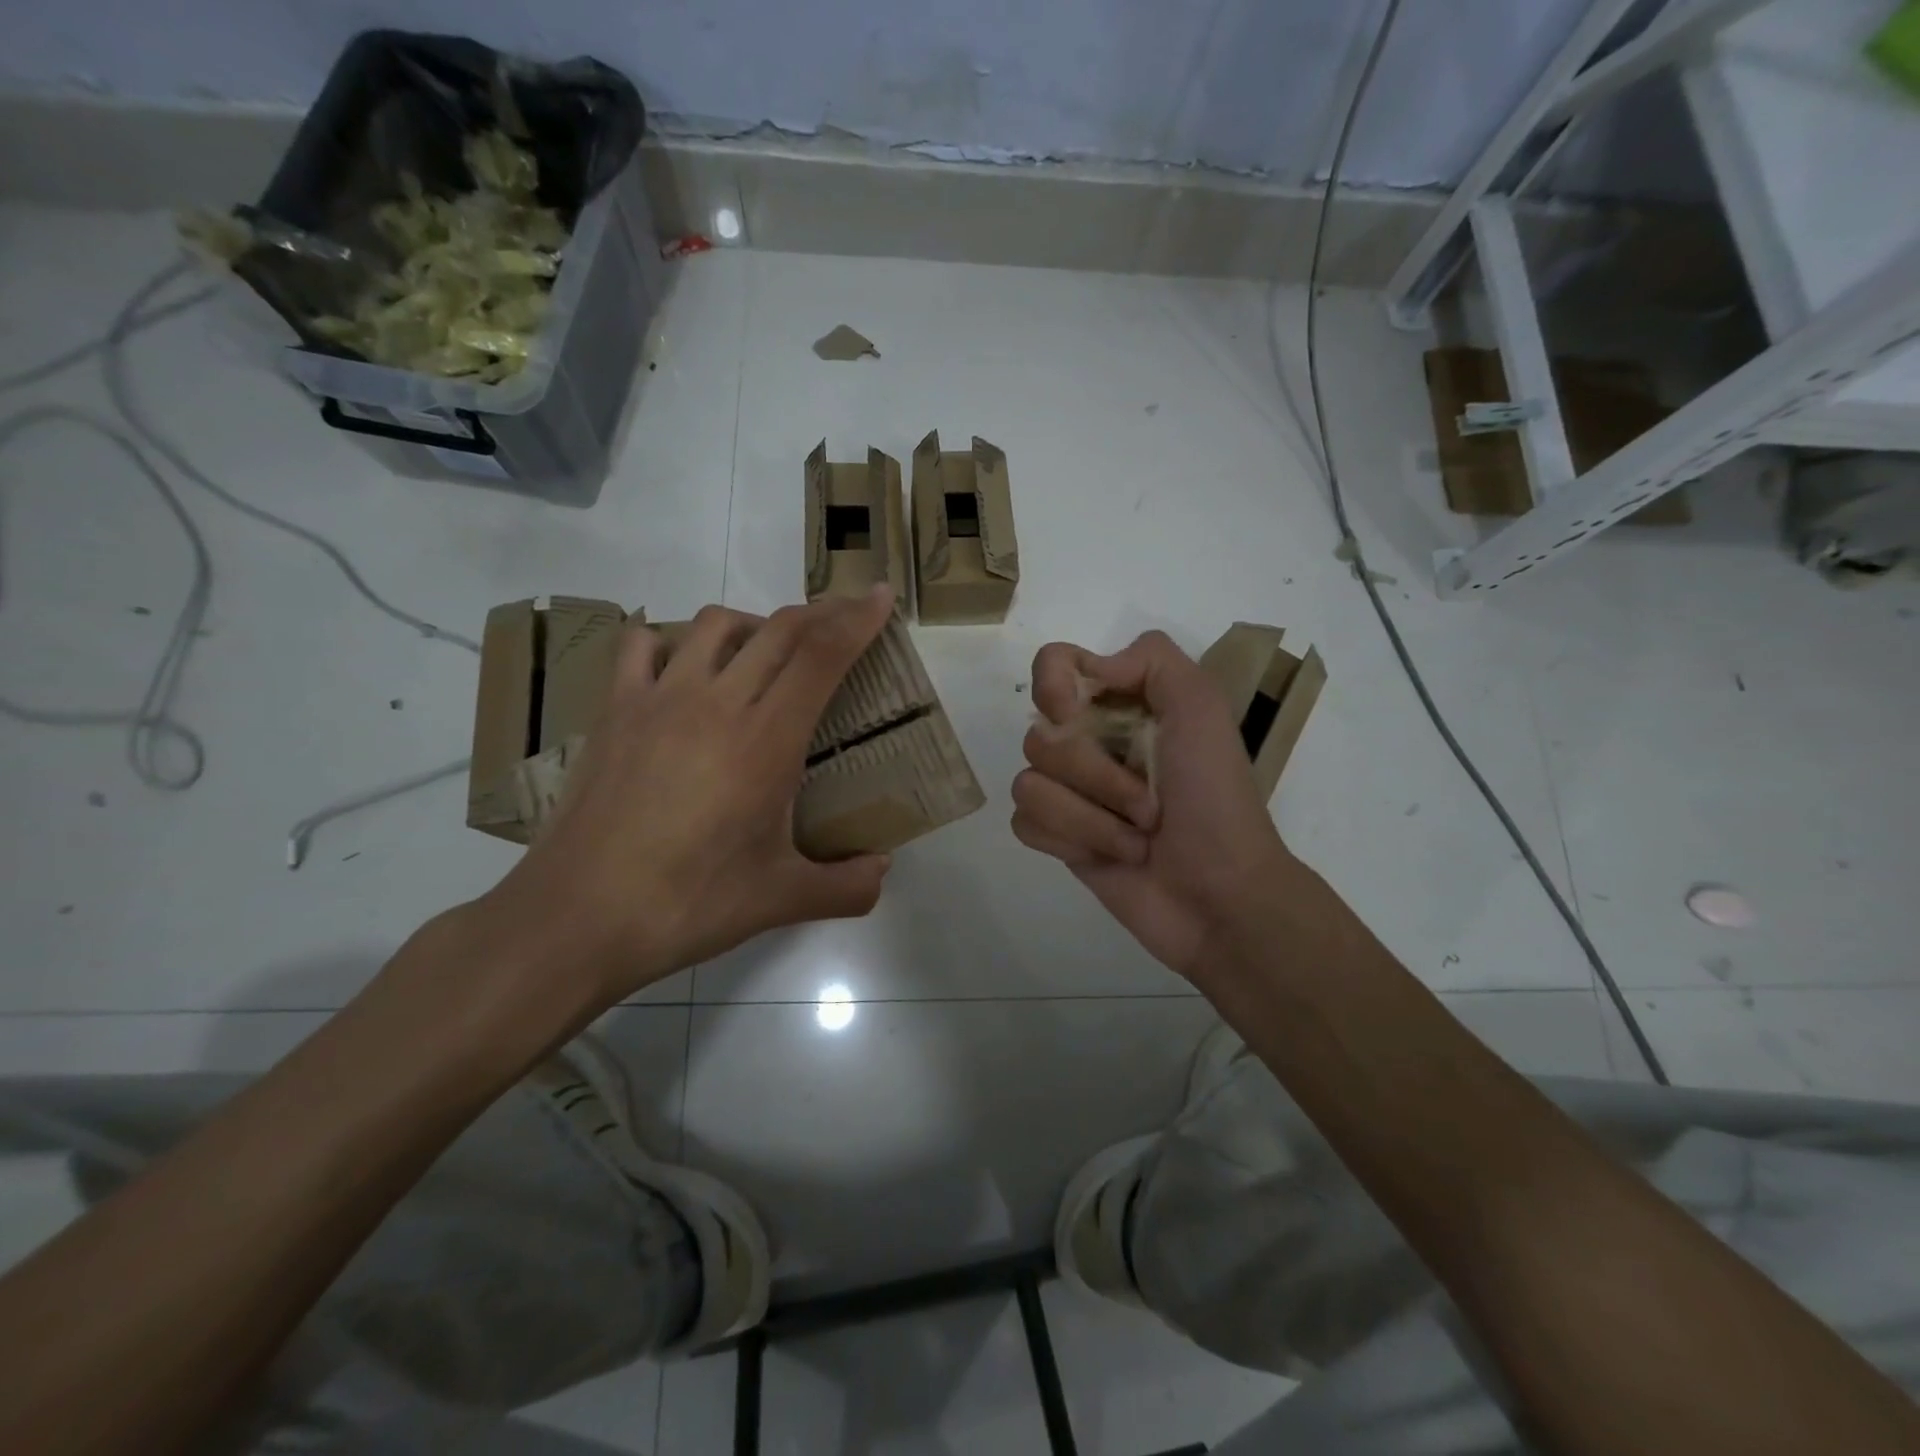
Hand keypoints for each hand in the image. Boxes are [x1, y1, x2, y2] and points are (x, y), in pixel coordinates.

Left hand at [484, 587, 896, 1005]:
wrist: (578, 917)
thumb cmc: (690, 905)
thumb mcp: (782, 901)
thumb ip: (847, 887)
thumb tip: (883, 872)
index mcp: (766, 741)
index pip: (822, 656)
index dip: (857, 619)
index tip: (880, 596)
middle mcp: (716, 703)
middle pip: (780, 630)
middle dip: (822, 613)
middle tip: (845, 617)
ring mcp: (659, 700)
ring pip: (717, 624)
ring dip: (755, 624)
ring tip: (768, 652)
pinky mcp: (614, 711)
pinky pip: (643, 644)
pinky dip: (673, 639)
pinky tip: (682, 667)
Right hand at [1013, 631, 1292, 980]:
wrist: (1219, 896)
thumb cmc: (1216, 800)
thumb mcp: (1202, 709)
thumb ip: (1152, 659)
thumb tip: (1088, 669)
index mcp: (1120, 704)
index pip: (1053, 665)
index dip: (1053, 687)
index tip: (1078, 716)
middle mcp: (1088, 741)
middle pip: (1037, 734)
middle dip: (1095, 775)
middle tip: (1147, 803)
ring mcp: (1070, 792)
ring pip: (1028, 784)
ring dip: (1091, 818)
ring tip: (1136, 838)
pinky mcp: (1058, 837)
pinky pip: (1026, 822)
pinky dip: (1071, 841)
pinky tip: (1109, 856)